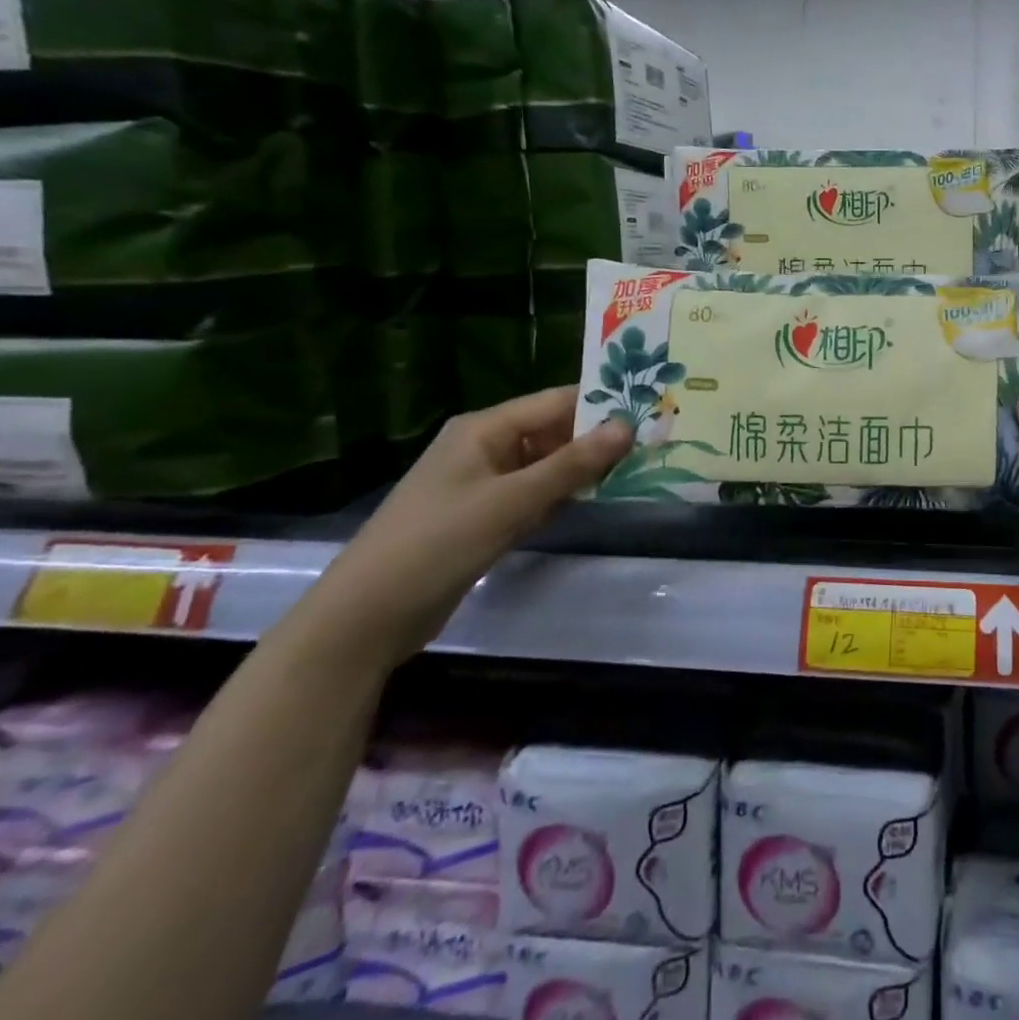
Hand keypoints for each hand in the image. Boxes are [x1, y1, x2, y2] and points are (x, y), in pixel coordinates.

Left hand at [313, 388, 632, 663]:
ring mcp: (483, 483)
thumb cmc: (439, 543)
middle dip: (596, 439)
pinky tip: (594, 502)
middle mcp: (485, 447)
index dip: (600, 405)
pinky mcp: (483, 515)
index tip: (649, 412)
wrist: (367, 617)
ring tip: (636, 469)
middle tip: (651, 444)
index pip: (555, 402)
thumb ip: (572, 464)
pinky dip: (561, 496)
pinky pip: (533, 493)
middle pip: (552, 432)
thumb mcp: (512, 501)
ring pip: (546, 465)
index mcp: (484, 429)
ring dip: (582, 469)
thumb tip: (627, 426)